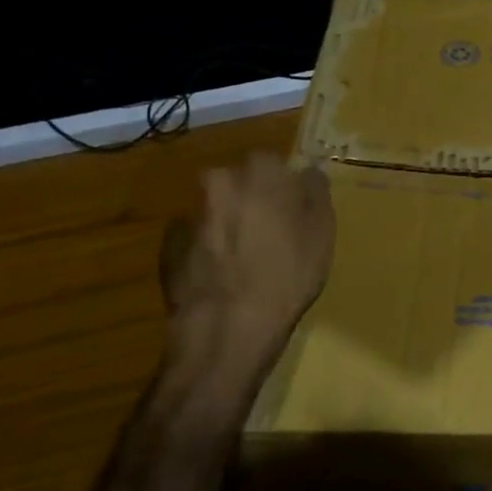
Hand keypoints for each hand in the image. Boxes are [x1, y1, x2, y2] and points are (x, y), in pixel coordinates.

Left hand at [157, 155, 334, 423]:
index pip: (274, 162)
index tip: (293, 211)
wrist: (227, 328)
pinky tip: (223, 276)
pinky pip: (196, 237)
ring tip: (246, 260)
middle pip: (240, 182)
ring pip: (216, 210)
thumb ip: (316, 191)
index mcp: (260, 171)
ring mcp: (189, 213)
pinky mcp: (168, 246)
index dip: (284, 186)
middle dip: (252, 200)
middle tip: (270, 234)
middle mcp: (219, 182)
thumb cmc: (287, 274)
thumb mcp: (322, 231)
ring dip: (229, 224)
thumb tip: (308, 172)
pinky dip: (208, 248)